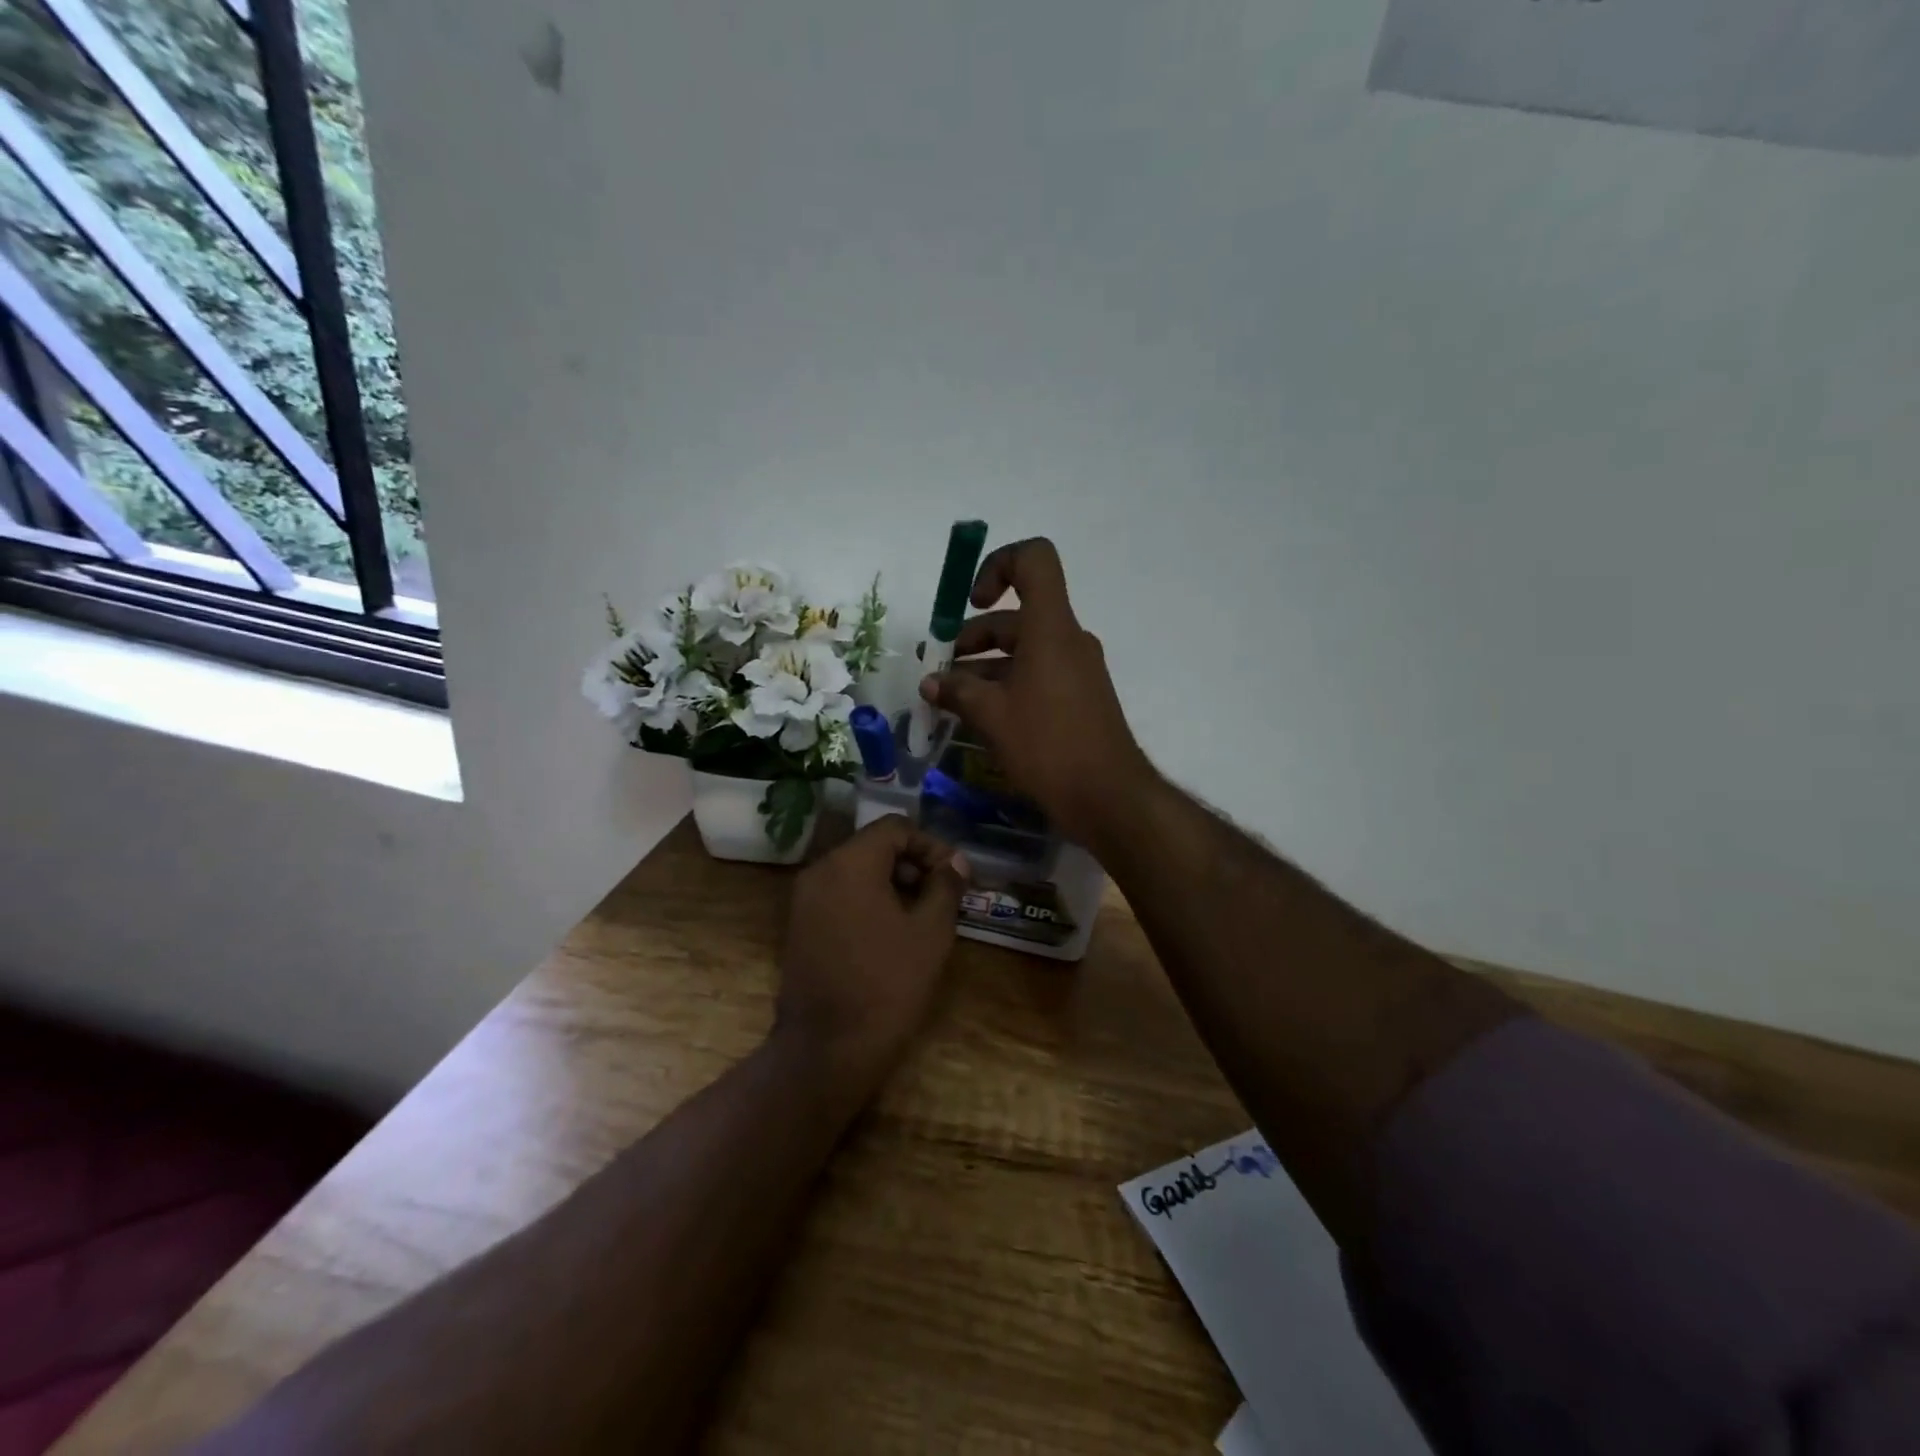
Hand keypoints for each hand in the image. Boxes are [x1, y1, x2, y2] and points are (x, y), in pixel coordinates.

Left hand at [774, 816, 970, 1093]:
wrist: (827, 1049)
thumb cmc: (887, 985)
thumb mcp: (931, 932)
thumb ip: (945, 886)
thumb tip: (956, 861)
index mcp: (849, 863)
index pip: (895, 828)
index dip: (930, 845)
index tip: (953, 876)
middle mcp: (819, 870)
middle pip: (873, 846)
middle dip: (911, 864)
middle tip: (941, 896)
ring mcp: (804, 899)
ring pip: (855, 871)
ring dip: (891, 883)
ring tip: (921, 917)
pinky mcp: (798, 926)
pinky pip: (839, 895)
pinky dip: (867, 901)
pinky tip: (890, 934)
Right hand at [920, 537, 1152, 845]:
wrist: (1108, 796)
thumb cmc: (1048, 745)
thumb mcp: (991, 716)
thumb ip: (957, 691)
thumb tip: (931, 682)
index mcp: (1050, 628)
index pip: (1034, 560)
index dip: (997, 566)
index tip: (972, 603)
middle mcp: (1067, 639)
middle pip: (1017, 615)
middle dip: (972, 635)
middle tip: (938, 664)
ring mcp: (1076, 669)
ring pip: (1024, 649)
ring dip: (984, 665)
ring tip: (948, 695)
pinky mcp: (1079, 697)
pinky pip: (1037, 674)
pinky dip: (1006, 684)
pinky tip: (978, 714)